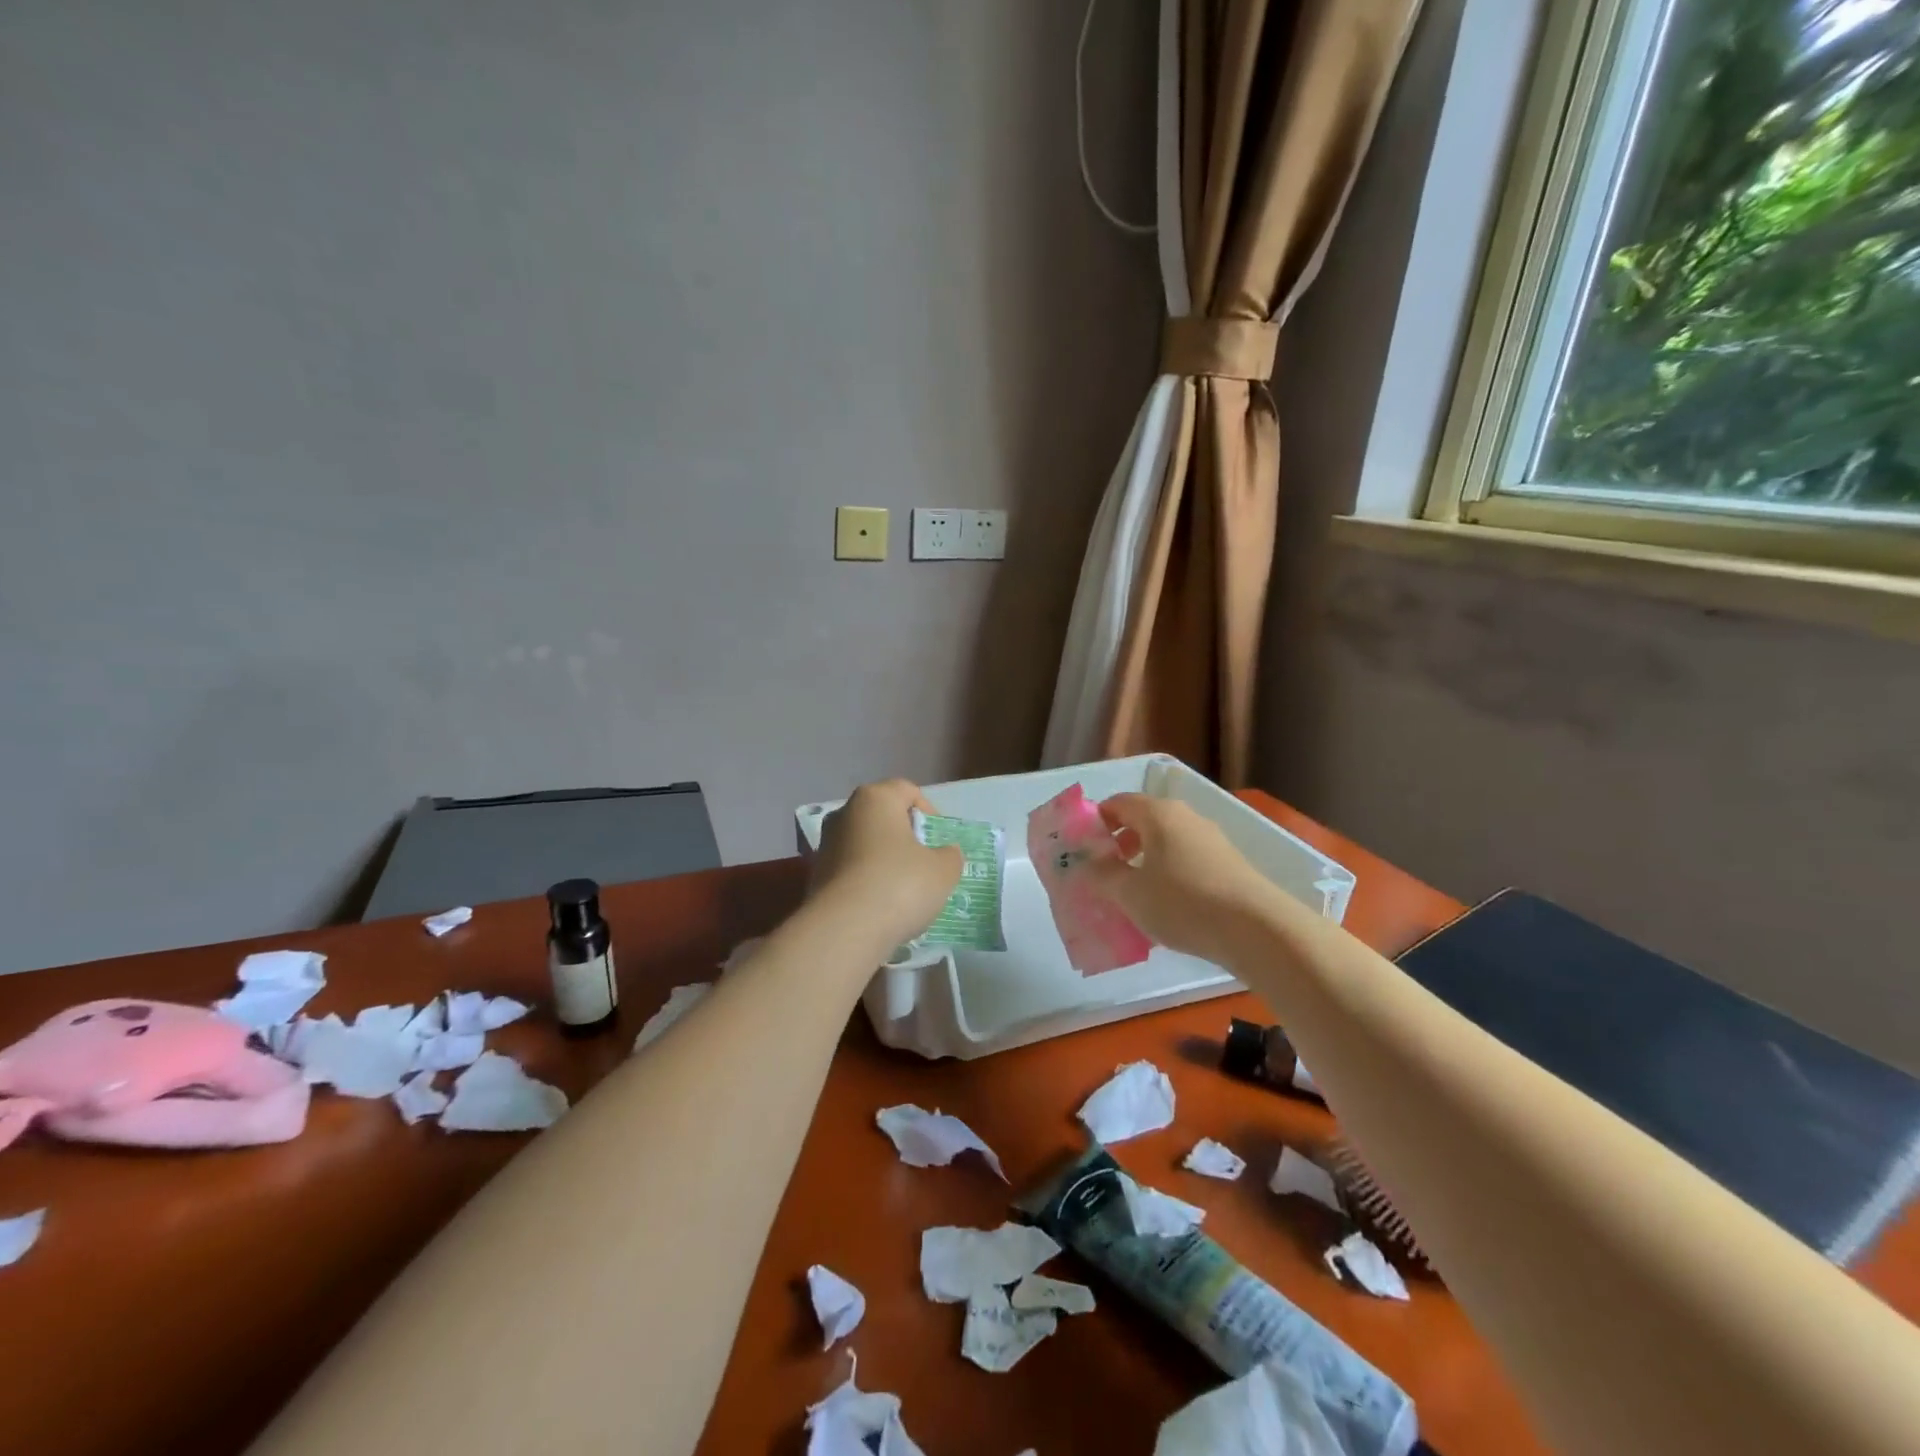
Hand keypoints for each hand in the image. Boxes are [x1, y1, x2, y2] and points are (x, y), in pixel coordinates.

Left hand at [811, 779, 962, 951]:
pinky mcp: (815, 876)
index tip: (939, 841)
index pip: (908, 791)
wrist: (844, 929)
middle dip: (905, 837)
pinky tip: (881, 907)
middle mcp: (845, 813)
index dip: (929, 812)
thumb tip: (945, 853)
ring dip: (885, 861)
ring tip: (904, 891)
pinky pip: (851, 871)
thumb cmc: (900, 884)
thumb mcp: (943, 870)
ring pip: (865, 845)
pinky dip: (867, 882)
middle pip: (883, 817)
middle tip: (925, 864)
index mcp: (875, 798)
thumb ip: (950, 855)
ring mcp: (825, 845)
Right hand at [1082, 794, 1280, 964]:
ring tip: (1134, 893)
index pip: (1117, 803)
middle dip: (1119, 843)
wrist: (1256, 929)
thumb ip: (1103, 875)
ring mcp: (1211, 839)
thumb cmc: (1183, 903)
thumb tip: (1090, 864)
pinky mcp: (1228, 863)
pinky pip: (1186, 859)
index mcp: (1158, 814)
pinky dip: (1169, 873)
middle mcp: (1185, 817)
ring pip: (1166, 841)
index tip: (1083, 850)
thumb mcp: (1130, 893)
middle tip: (1104, 873)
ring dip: (1144, 860)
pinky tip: (1167, 905)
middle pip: (1142, 820)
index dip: (1096, 822)